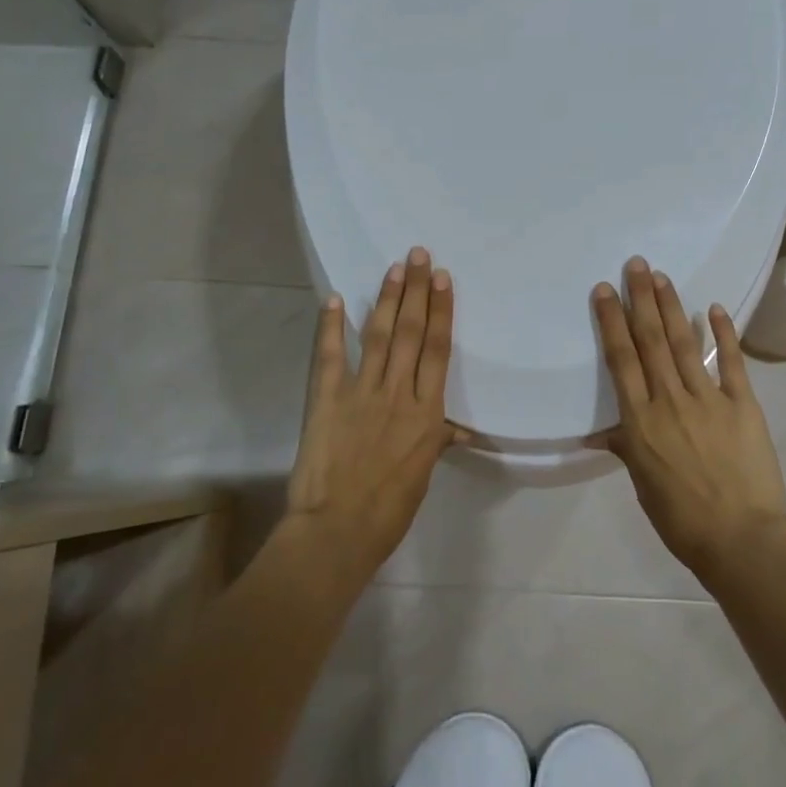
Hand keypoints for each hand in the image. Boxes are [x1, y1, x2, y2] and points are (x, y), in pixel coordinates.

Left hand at [285, 247, 456, 582]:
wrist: (338, 532)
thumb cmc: (389, 510)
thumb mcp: (423, 475)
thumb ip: (436, 441)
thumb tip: (459, 430)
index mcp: (427, 414)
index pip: (437, 350)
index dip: (441, 311)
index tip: (443, 279)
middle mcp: (398, 394)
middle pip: (410, 332)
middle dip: (417, 291)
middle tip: (419, 255)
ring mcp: (361, 394)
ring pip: (378, 336)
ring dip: (386, 299)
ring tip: (394, 268)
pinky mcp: (326, 400)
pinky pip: (329, 357)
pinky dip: (330, 327)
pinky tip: (333, 299)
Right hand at [591, 256, 785, 580]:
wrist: (740, 540)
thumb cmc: (681, 519)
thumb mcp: (642, 484)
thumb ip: (626, 447)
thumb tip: (603, 431)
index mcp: (641, 421)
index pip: (622, 359)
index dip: (612, 321)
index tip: (606, 290)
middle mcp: (670, 400)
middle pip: (652, 340)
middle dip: (641, 299)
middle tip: (636, 264)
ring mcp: (708, 399)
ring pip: (685, 343)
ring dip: (672, 307)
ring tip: (662, 277)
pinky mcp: (742, 405)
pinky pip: (731, 362)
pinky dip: (723, 334)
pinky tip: (714, 308)